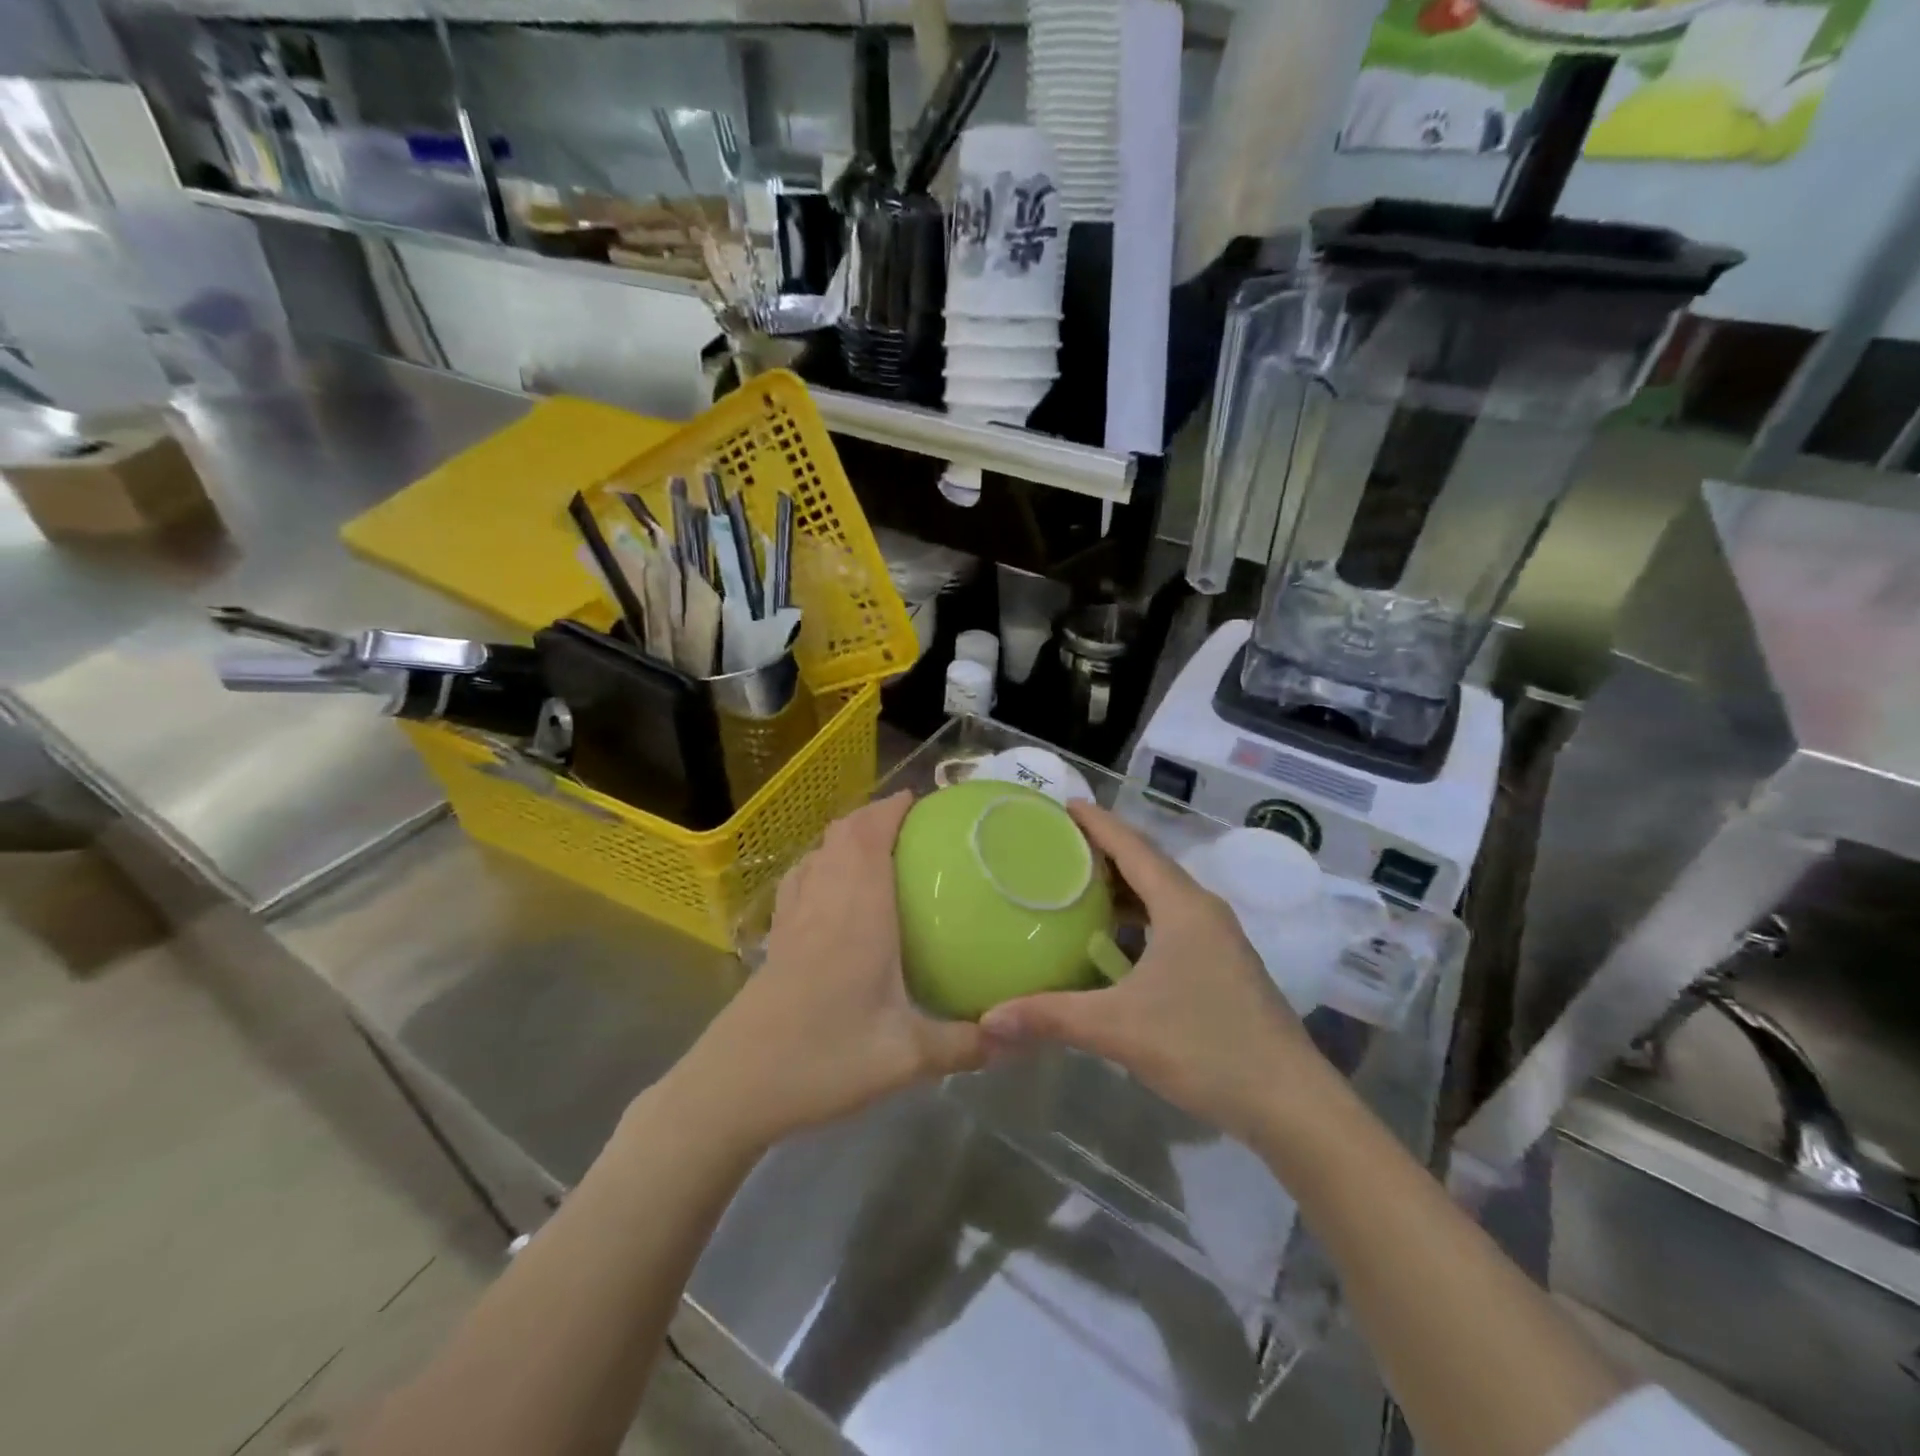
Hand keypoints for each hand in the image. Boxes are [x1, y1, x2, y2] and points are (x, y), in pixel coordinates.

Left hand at [665, 792, 985, 1151]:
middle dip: (873, 815)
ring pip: (817, 853)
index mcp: (858, 912)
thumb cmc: (823, 1060)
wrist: (734, 1086)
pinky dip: (820, 864)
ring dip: (845, 837)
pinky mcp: (776, 940)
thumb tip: (1016, 1037)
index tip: (921, 800)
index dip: (892, 808)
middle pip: (842, 835)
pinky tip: (832, 890)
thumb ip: (963, 1045)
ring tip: (876, 846)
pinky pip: (800, 880)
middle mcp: (823, 901)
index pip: (870, 836)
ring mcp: (793, 918)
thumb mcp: (906, 1059)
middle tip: (909, 822)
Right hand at [980, 801, 1336, 1145]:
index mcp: (1182, 906)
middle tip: (1058, 845)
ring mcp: (1217, 940)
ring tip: (1078, 886)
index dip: (1098, 823)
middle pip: (1148, 864)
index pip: (1133, 847)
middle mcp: (1202, 912)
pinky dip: (1139, 919)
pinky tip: (1114, 942)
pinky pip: (1171, 923)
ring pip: (1162, 897)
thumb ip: (1050, 1018)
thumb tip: (987, 1020)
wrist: (1290, 1103)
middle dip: (1105, 851)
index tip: (1064, 804)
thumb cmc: (1205, 1047)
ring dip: (1123, 887)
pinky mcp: (1222, 967)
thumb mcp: (1119, 1028)